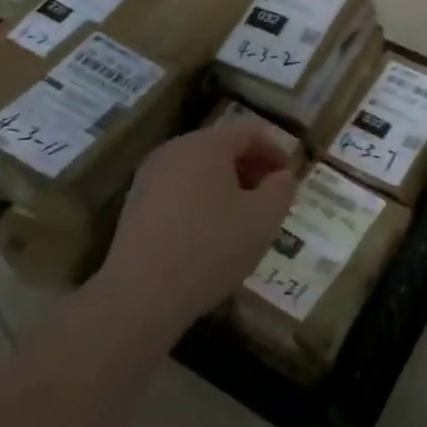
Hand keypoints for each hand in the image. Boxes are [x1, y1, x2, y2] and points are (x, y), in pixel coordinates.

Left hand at [100, 119, 298, 338]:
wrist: (141, 294)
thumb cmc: (211, 248)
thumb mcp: (263, 219)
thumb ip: (281, 190)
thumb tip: (281, 177)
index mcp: (206, 144)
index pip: (250, 132)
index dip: (276, 151)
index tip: (291, 177)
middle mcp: (174, 150)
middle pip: (222, 147)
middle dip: (252, 168)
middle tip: (272, 197)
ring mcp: (150, 176)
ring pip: (200, 169)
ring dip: (227, 185)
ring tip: (244, 217)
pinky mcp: (136, 203)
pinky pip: (179, 189)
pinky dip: (202, 199)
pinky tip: (212, 232)